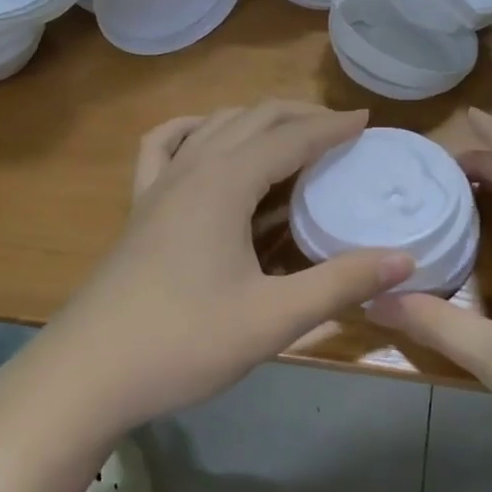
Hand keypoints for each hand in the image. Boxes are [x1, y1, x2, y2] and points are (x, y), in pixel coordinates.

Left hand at [36, 102, 414, 435]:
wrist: (85, 375)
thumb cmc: (183, 343)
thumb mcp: (272, 318)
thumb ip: (340, 283)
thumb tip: (405, 259)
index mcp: (225, 184)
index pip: (291, 138)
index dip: (332, 127)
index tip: (368, 120)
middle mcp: (192, 169)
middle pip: (253, 119)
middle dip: (300, 115)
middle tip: (341, 128)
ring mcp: (159, 185)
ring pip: (214, 126)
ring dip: (256, 120)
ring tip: (290, 133)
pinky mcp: (139, 208)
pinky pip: (165, 146)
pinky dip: (194, 131)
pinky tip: (207, 141)